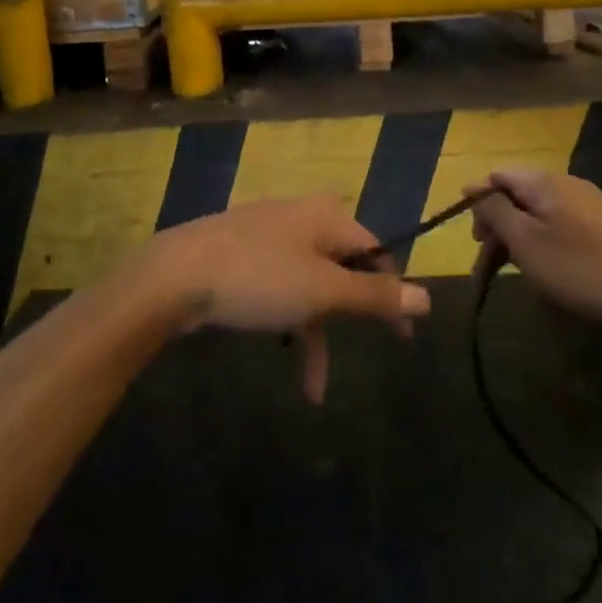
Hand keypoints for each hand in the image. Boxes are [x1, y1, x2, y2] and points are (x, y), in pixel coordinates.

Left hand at [132, 195, 428, 401]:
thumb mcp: (324, 291)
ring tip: (314, 386)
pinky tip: (283, 355)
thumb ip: (375, 295)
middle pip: (343, 266)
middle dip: (352, 314)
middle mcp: (302, 217)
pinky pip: (280, 287)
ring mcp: (269, 235)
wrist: (174, 276)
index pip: (376, 249)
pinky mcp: (242, 255)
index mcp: (327, 216)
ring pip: (310, 284)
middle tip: (369, 349)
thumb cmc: (259, 278)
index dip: (392, 290)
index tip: (402, 335)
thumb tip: (427, 297)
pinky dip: (288, 320)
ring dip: (317, 332)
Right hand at [467, 170, 601, 329]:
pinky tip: (544, 267)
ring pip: (538, 212)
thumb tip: (475, 188)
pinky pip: (559, 224)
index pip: (498, 176)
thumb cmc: (577, 267)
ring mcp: (587, 204)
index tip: (470, 236)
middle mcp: (565, 183)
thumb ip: (495, 211)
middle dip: (496, 223)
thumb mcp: (525, 240)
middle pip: (517, 194)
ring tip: (510, 269)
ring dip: (517, 236)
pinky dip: (541, 241)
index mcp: (543, 181)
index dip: (478, 200)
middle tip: (486, 260)